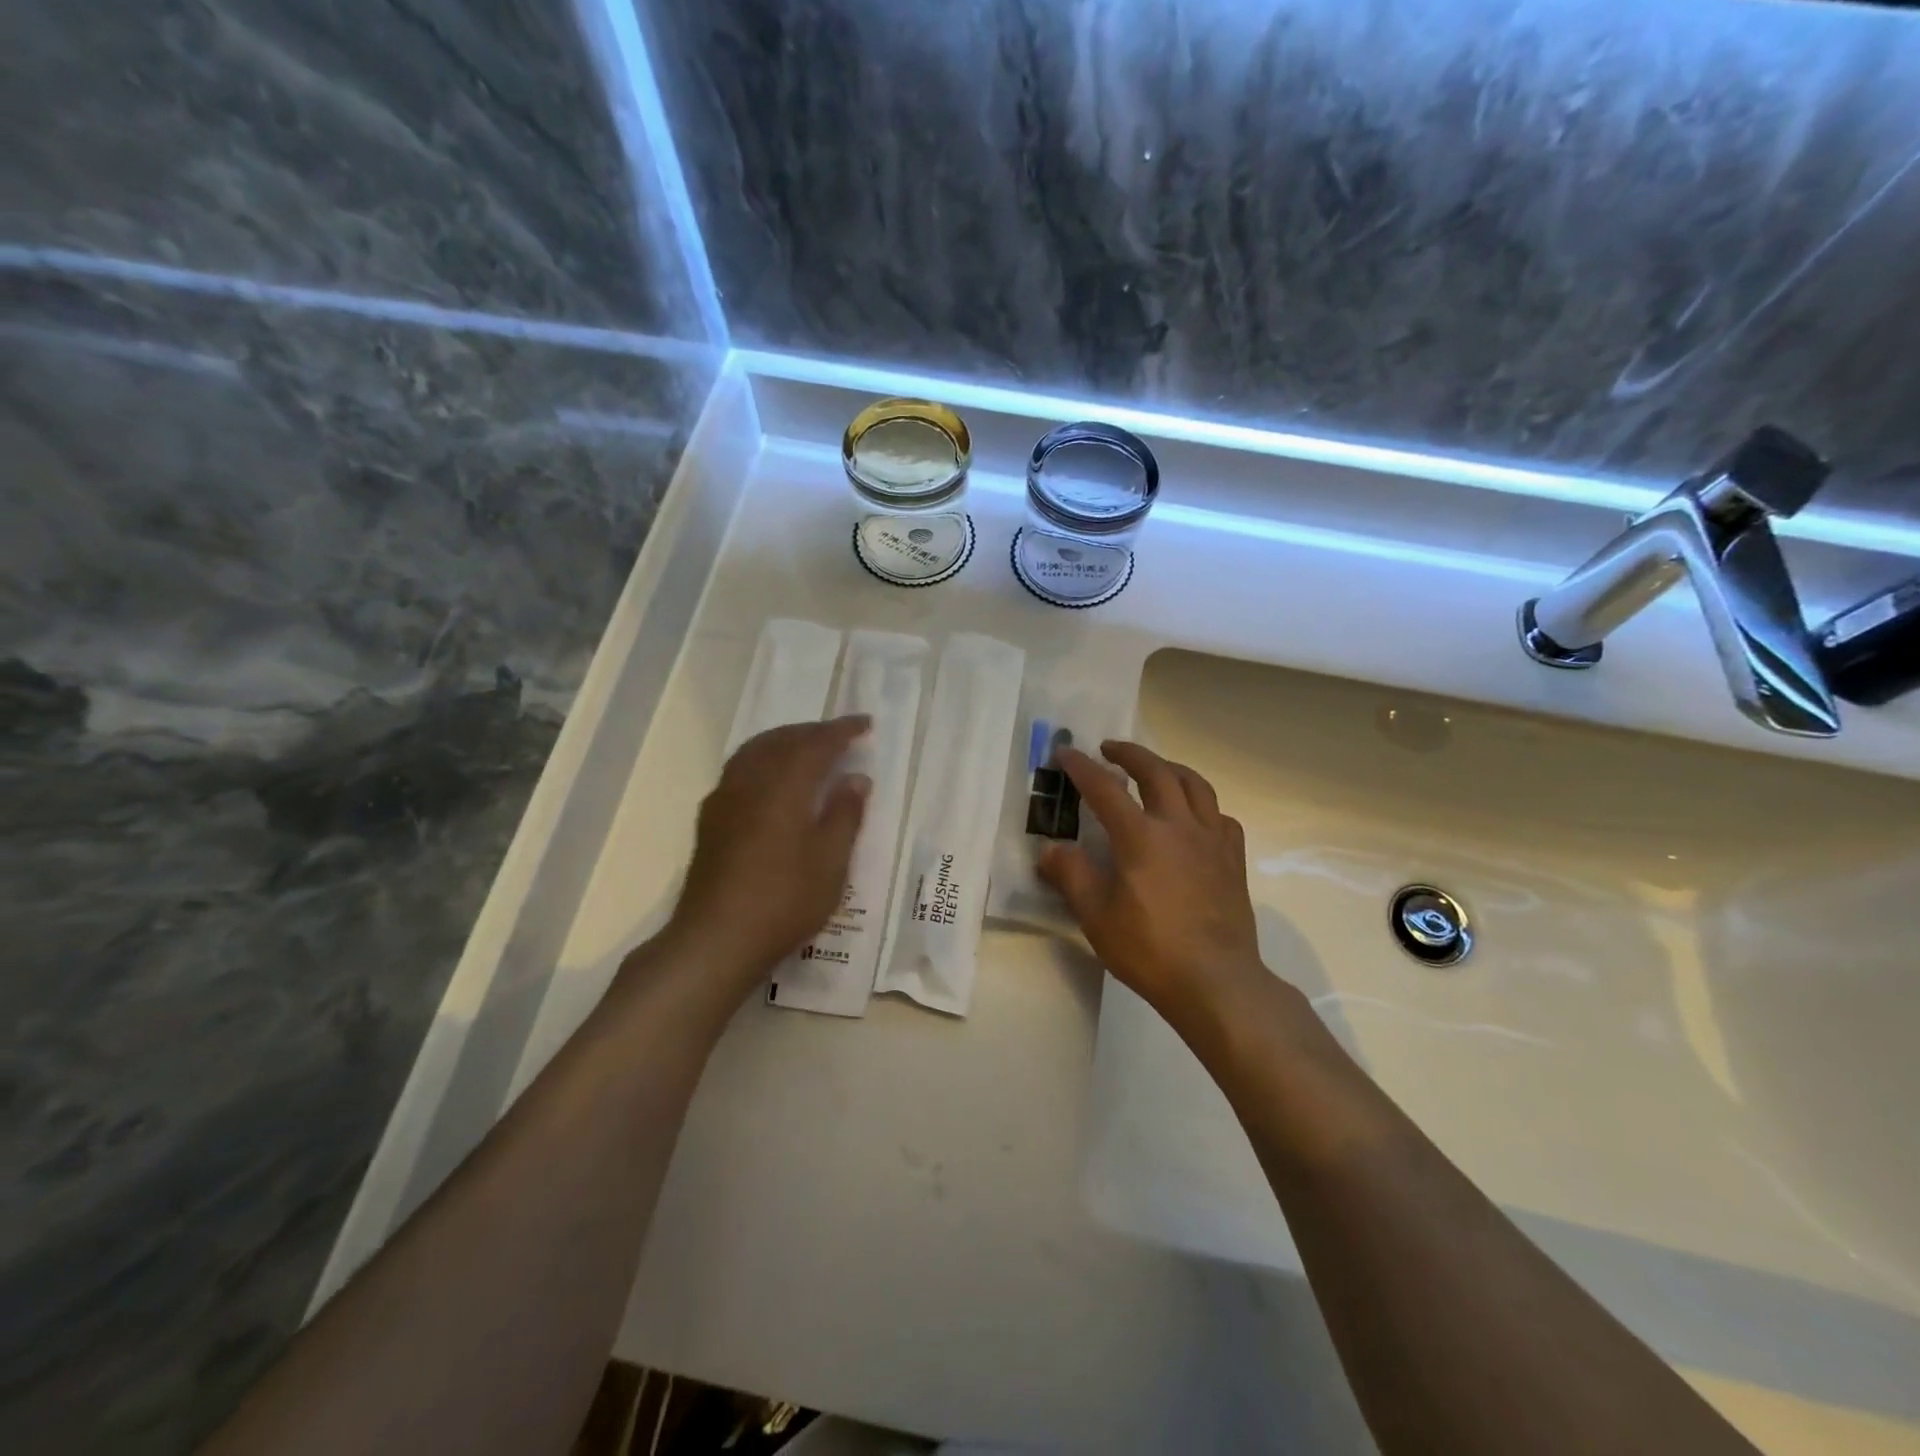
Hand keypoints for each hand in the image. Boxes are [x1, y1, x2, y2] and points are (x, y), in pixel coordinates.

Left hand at [667, 716, 870, 987]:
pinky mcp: (711, 818)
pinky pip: (740, 769)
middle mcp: (751, 781)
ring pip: (756, 751)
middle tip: (840, 735)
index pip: (817, 744)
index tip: (865, 724)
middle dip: (812, 732)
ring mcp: (725, 798)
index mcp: (784, 787)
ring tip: (807, 747)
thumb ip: (844, 815)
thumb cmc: (784, 901)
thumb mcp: (830, 863)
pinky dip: (763, 759)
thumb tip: (856, 778)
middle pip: (782, 740)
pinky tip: (771, 779)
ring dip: (784, 740)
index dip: (842, 731)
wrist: (716, 939)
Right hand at [1038, 740, 1265, 1026]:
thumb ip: (1072, 875)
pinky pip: (1219, 816)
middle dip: (1130, 754)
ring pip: (1195, 785)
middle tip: (1110, 748)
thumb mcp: (1096, 916)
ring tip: (1155, 768)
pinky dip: (1202, 805)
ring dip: (1170, 767)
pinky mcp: (1233, 859)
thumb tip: (1050, 849)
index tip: (1066, 753)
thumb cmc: (1149, 950)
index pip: (1105, 789)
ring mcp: (1212, 840)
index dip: (1082, 767)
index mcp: (1141, 836)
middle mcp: (1179, 826)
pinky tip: (1194, 817)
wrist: (1216, 981)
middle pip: (1157, 771)